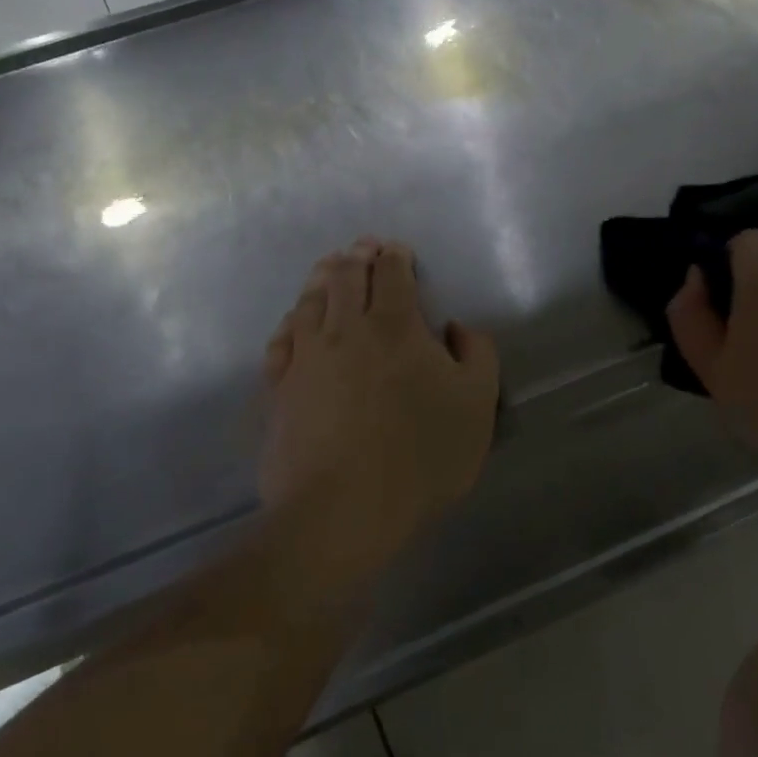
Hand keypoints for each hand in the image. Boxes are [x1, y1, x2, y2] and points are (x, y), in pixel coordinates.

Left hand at [260, 238, 499, 584]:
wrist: (343, 510)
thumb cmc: (421, 455)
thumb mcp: (477, 404)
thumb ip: (477, 354)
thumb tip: (456, 328)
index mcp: (396, 326)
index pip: (392, 275)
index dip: (395, 257)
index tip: (396, 249)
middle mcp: (346, 329)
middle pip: (346, 277)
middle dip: (357, 257)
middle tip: (363, 247)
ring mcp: (306, 357)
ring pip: (311, 301)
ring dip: (322, 276)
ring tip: (328, 266)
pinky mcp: (280, 388)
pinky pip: (281, 339)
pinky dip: (291, 319)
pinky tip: (294, 319)